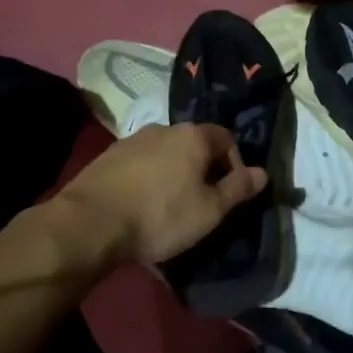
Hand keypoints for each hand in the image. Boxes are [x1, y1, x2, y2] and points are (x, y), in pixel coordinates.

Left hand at [54, 122, 268, 267]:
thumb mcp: (209, 210)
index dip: (235, 164)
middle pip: (195, 144)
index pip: (227, 138)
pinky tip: (142, 204)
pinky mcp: (108, 156)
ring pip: (166, 153)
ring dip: (174, 173)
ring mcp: (133, 140)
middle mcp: (165, 128)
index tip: (230, 193)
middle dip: (204, 169)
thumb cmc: (160, 216)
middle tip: (203, 201)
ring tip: (170, 205)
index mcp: (194, 136)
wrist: (89, 223)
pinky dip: (149, 178)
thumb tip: (263, 173)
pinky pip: (141, 163)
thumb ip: (238, 189)